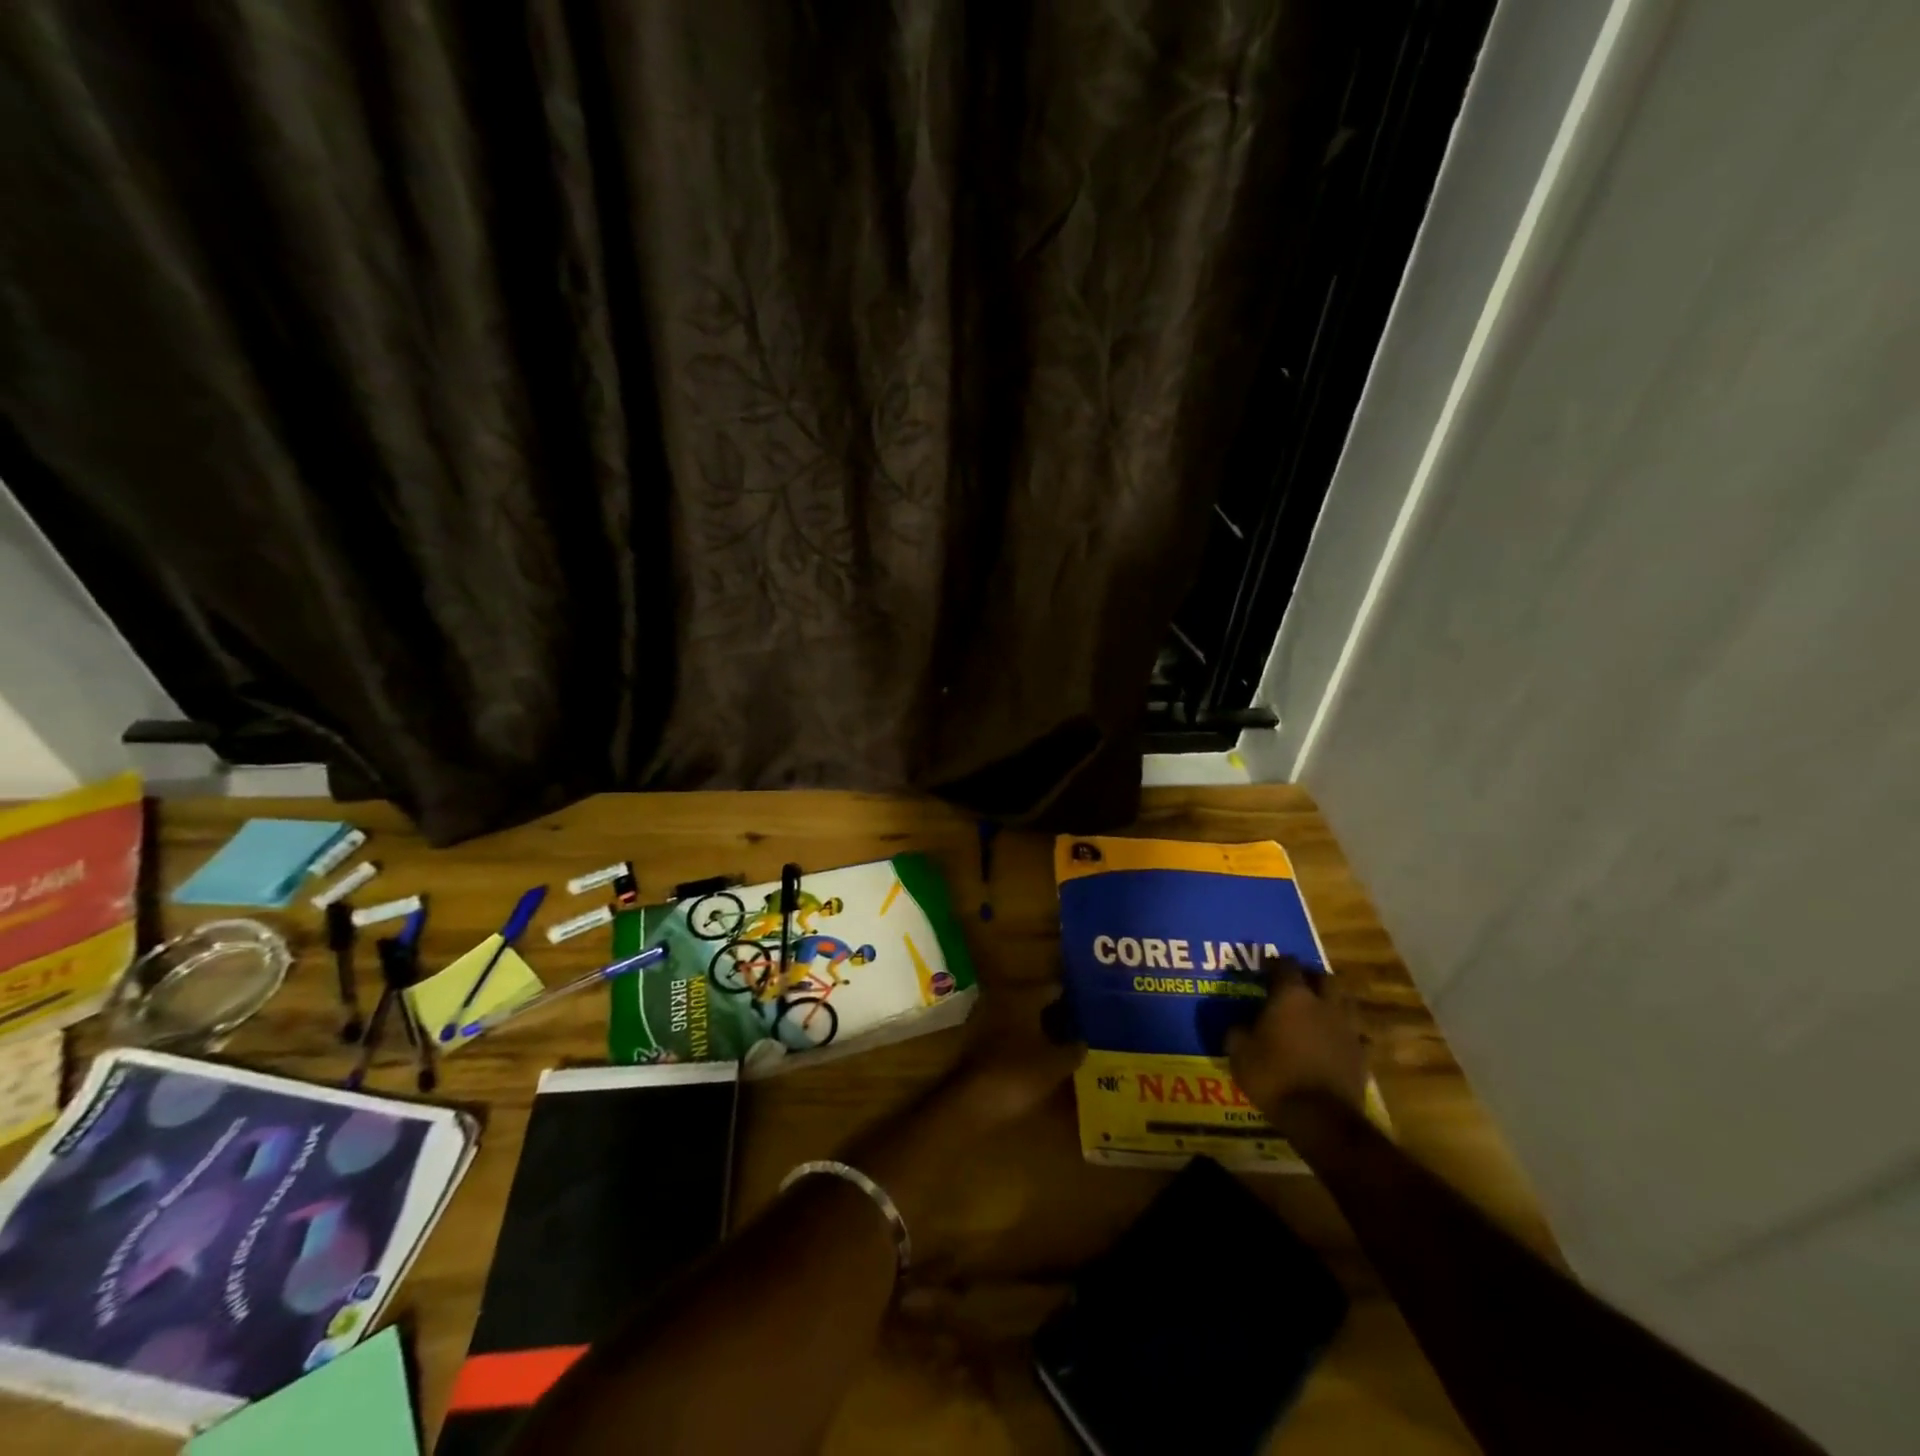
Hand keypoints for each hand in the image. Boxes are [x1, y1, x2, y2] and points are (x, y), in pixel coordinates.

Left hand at [941, 992, 1084, 1128]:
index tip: (1085, 1008)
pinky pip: (1003, 1031)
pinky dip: (1017, 1039)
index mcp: (1023, 996)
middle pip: (1032, 999)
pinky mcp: (973, 1039)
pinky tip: (1031, 1054)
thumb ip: (1072, 1050)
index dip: (1069, 998)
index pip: (1051, 988)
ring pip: (1016, 1015)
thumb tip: (1083, 1042)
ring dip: (1032, 1026)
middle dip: (1051, 1011)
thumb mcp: (1056, 1065)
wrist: (971, 1100)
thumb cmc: (1018, 1074)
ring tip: (1056, 1041)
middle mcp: (1001, 998)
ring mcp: (984, 1017)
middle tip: (1074, 1024)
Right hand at [1226, 957, 1368, 1132]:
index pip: (1285, 965)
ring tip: (1318, 1010)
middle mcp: (1323, 1004)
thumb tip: (1239, 1026)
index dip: (1274, 963)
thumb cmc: (1274, 1077)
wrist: (1321, 1118)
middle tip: (1296, 985)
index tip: (1264, 967)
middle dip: (1310, 977)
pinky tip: (1336, 1041)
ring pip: (1345, 1001)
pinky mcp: (1362, 1054)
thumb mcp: (1239, 1053)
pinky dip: (1346, 1033)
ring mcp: (1347, 1028)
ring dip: (1332, 1001)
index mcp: (1291, 996)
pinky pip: (1356, 1034)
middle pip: (1323, 977)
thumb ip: (1238, 1032)